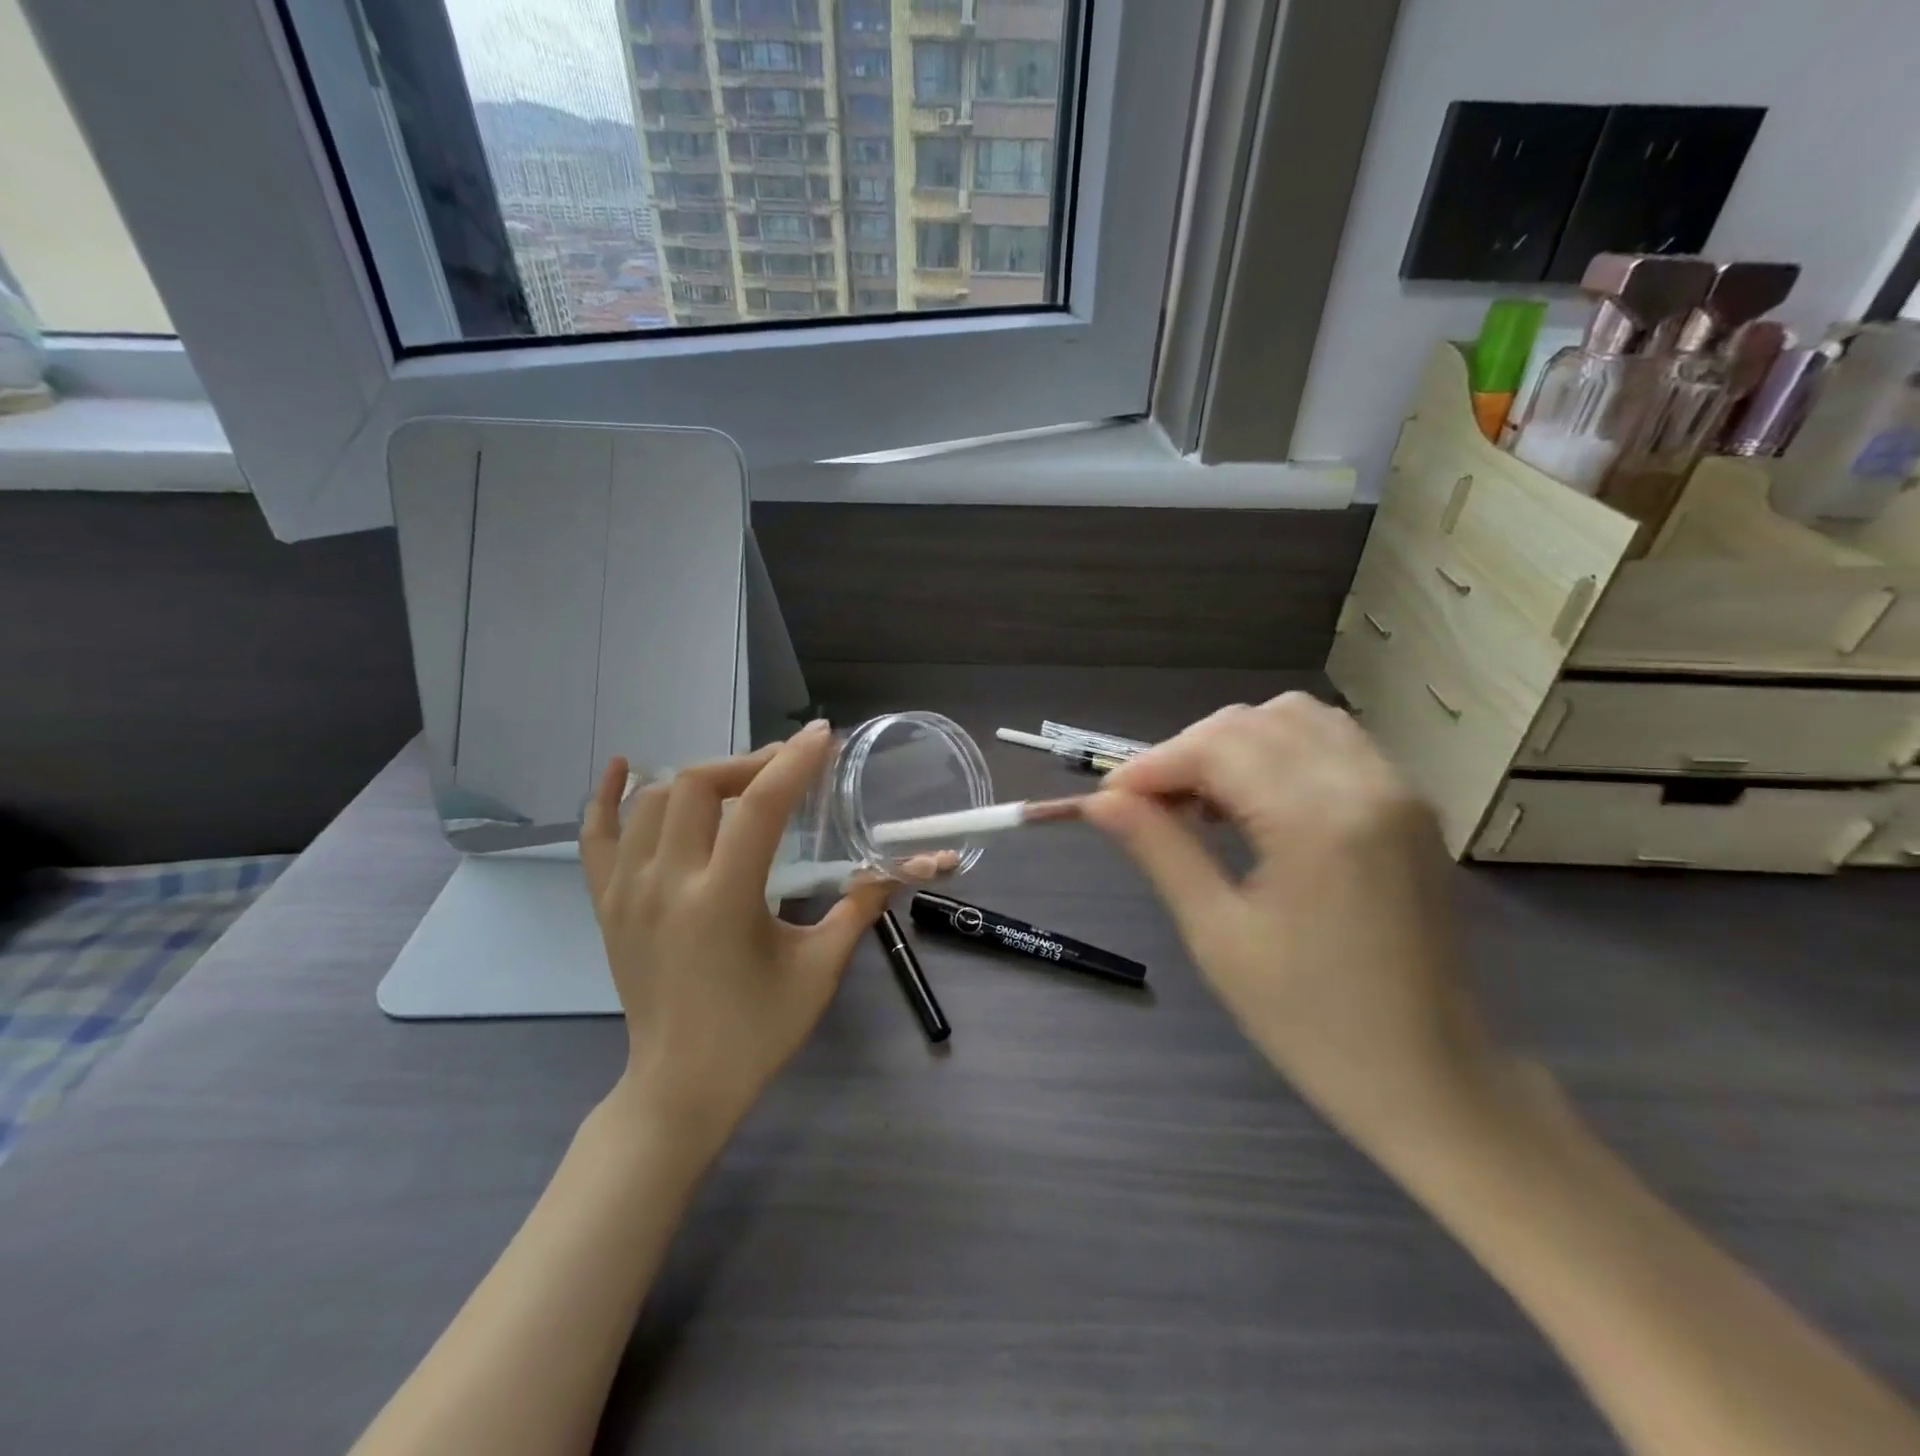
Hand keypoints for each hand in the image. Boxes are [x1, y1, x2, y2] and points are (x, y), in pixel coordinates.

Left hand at [579, 721, 892, 1146]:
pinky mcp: (607, 904)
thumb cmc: (757, 1032)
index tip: (821, 735)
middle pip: (699, 784)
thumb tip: (903, 866)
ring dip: (701, 777)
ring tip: (740, 783)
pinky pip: (597, 836)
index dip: (795, 762)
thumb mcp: (819, 969)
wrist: (681, 1088)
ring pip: (654, 799)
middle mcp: (666, 883)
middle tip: (786, 766)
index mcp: (722, 899)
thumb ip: (859, 907)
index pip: (761, 806)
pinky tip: (622, 764)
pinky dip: (607, 796)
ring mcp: (626, 891)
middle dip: (749, 762)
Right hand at [1080, 694, 1499, 1155]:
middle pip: (1250, 722)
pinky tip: (1258, 801)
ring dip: (1234, 743)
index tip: (1108, 798)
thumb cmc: (1312, 1021)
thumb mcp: (1218, 935)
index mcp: (1318, 822)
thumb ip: (1160, 850)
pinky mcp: (1410, 804)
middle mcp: (1366, 784)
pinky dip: (1279, 750)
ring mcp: (1398, 789)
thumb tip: (1102, 800)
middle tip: (1150, 805)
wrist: (1433, 1078)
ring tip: (1203, 800)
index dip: (1151, 764)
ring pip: (1294, 716)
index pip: (1215, 748)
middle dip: (1187, 751)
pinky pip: (1333, 739)